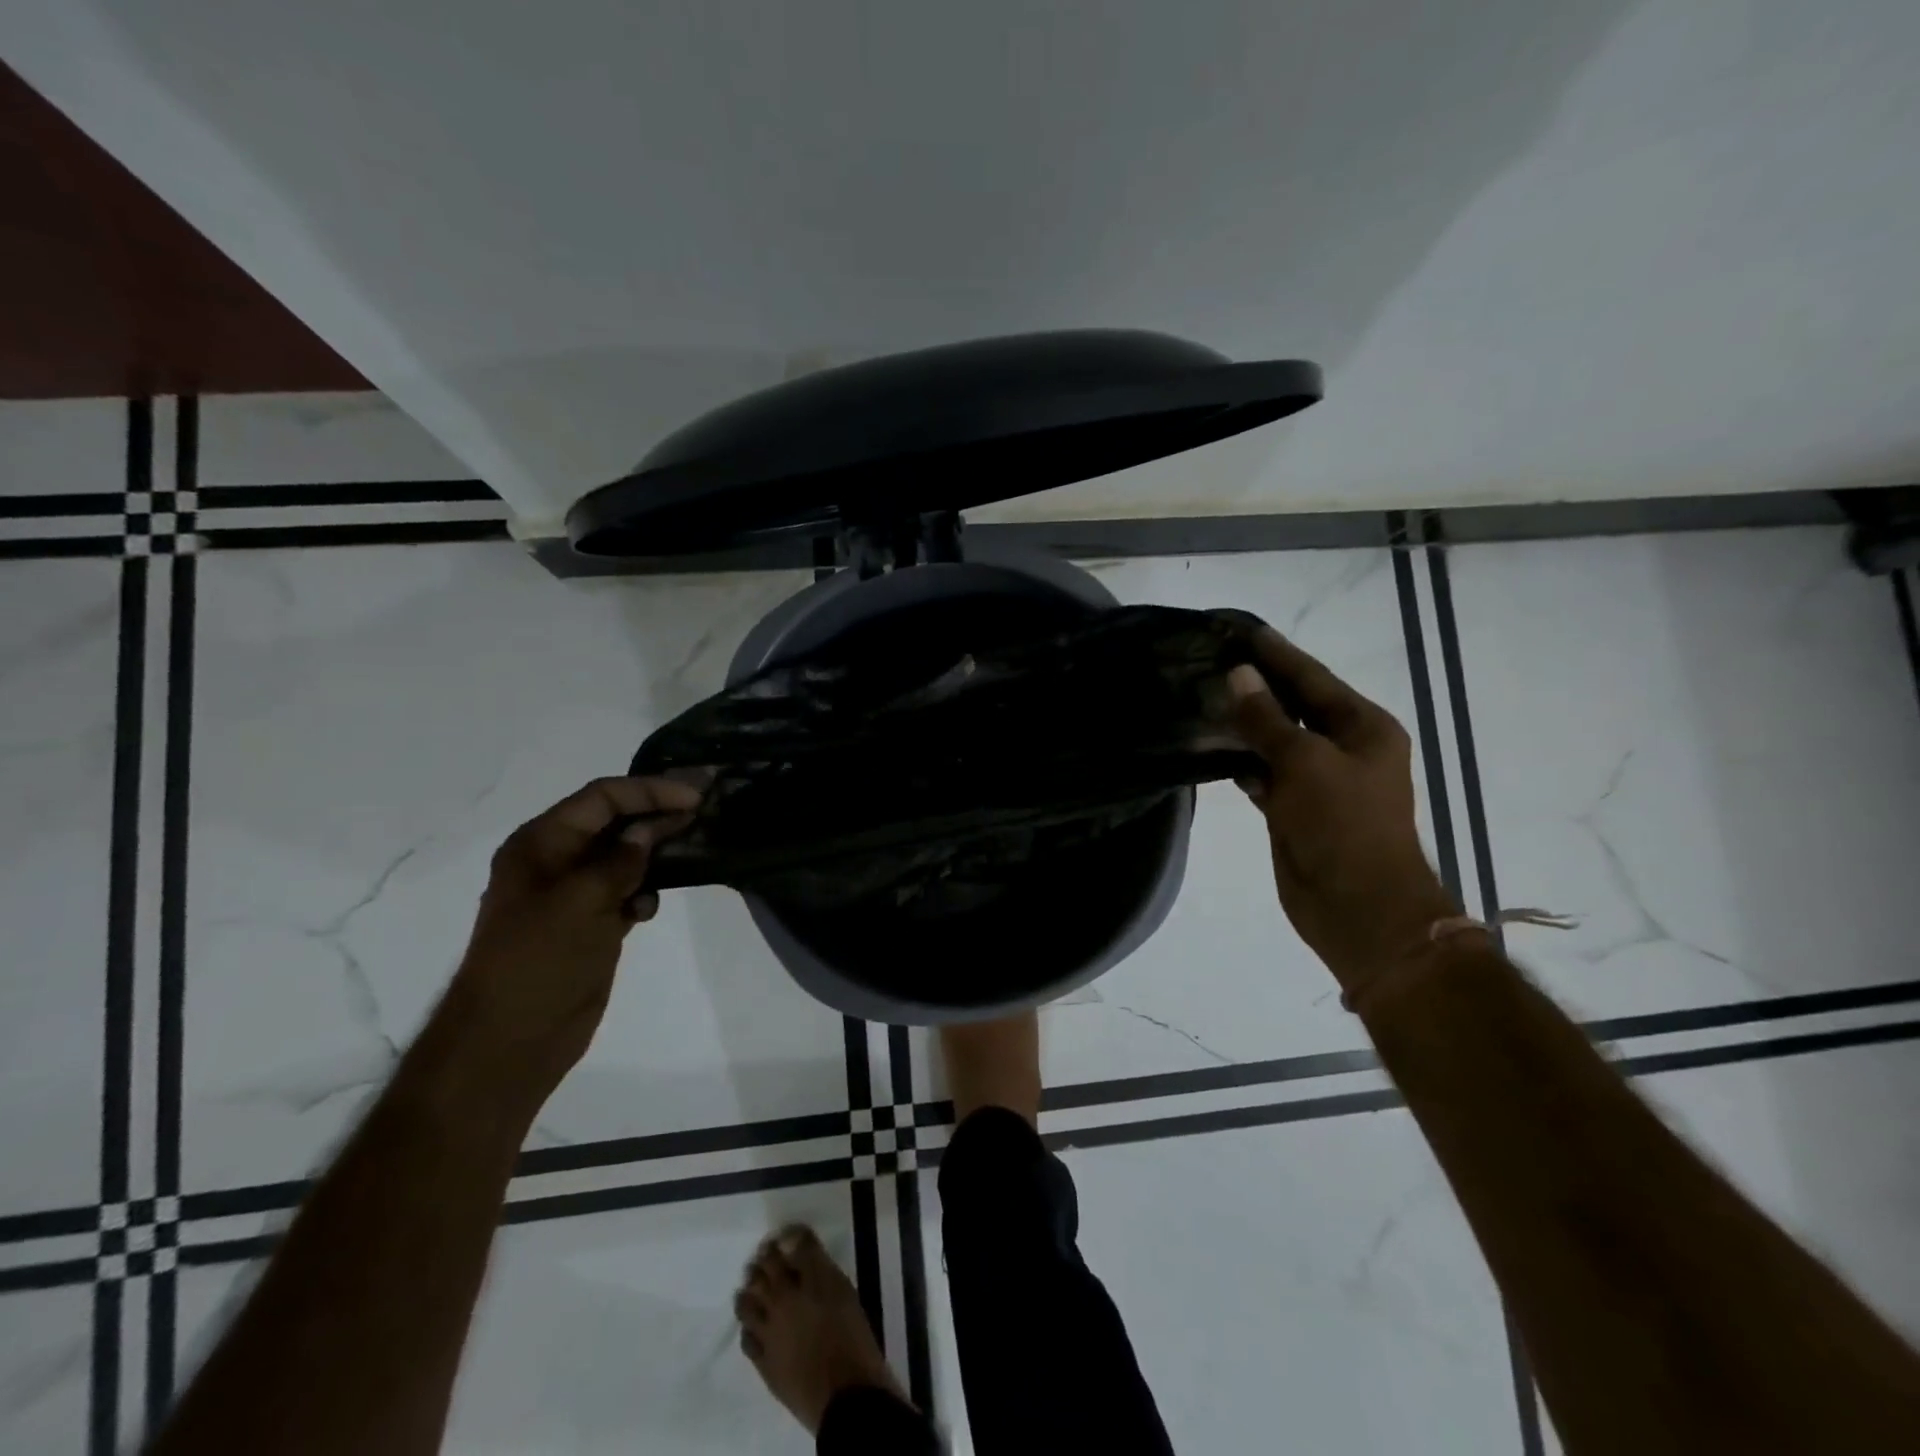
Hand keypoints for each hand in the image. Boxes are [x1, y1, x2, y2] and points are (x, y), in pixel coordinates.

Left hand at [446, 776, 700, 1094]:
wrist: (511, 1041)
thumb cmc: (539, 961)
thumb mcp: (581, 901)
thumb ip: (620, 860)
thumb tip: (647, 832)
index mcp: (540, 844)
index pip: (601, 798)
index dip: (649, 791)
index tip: (694, 797)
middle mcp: (555, 861)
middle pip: (614, 822)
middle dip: (656, 813)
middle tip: (704, 809)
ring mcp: (572, 895)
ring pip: (623, 857)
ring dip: (655, 851)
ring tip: (692, 847)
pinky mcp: (589, 924)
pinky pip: (624, 892)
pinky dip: (643, 892)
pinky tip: (649, 907)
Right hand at [1228, 627, 1455, 991]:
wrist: (1358, 907)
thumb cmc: (1343, 825)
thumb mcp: (1304, 763)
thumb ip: (1267, 719)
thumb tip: (1239, 675)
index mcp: (1363, 728)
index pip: (1312, 678)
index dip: (1276, 653)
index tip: (1239, 628)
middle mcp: (1343, 748)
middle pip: (1293, 706)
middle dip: (1256, 684)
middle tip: (1211, 658)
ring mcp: (1317, 780)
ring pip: (1274, 740)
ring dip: (1244, 723)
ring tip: (1202, 695)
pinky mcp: (1293, 808)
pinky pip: (1263, 773)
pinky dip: (1241, 761)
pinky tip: (1211, 746)